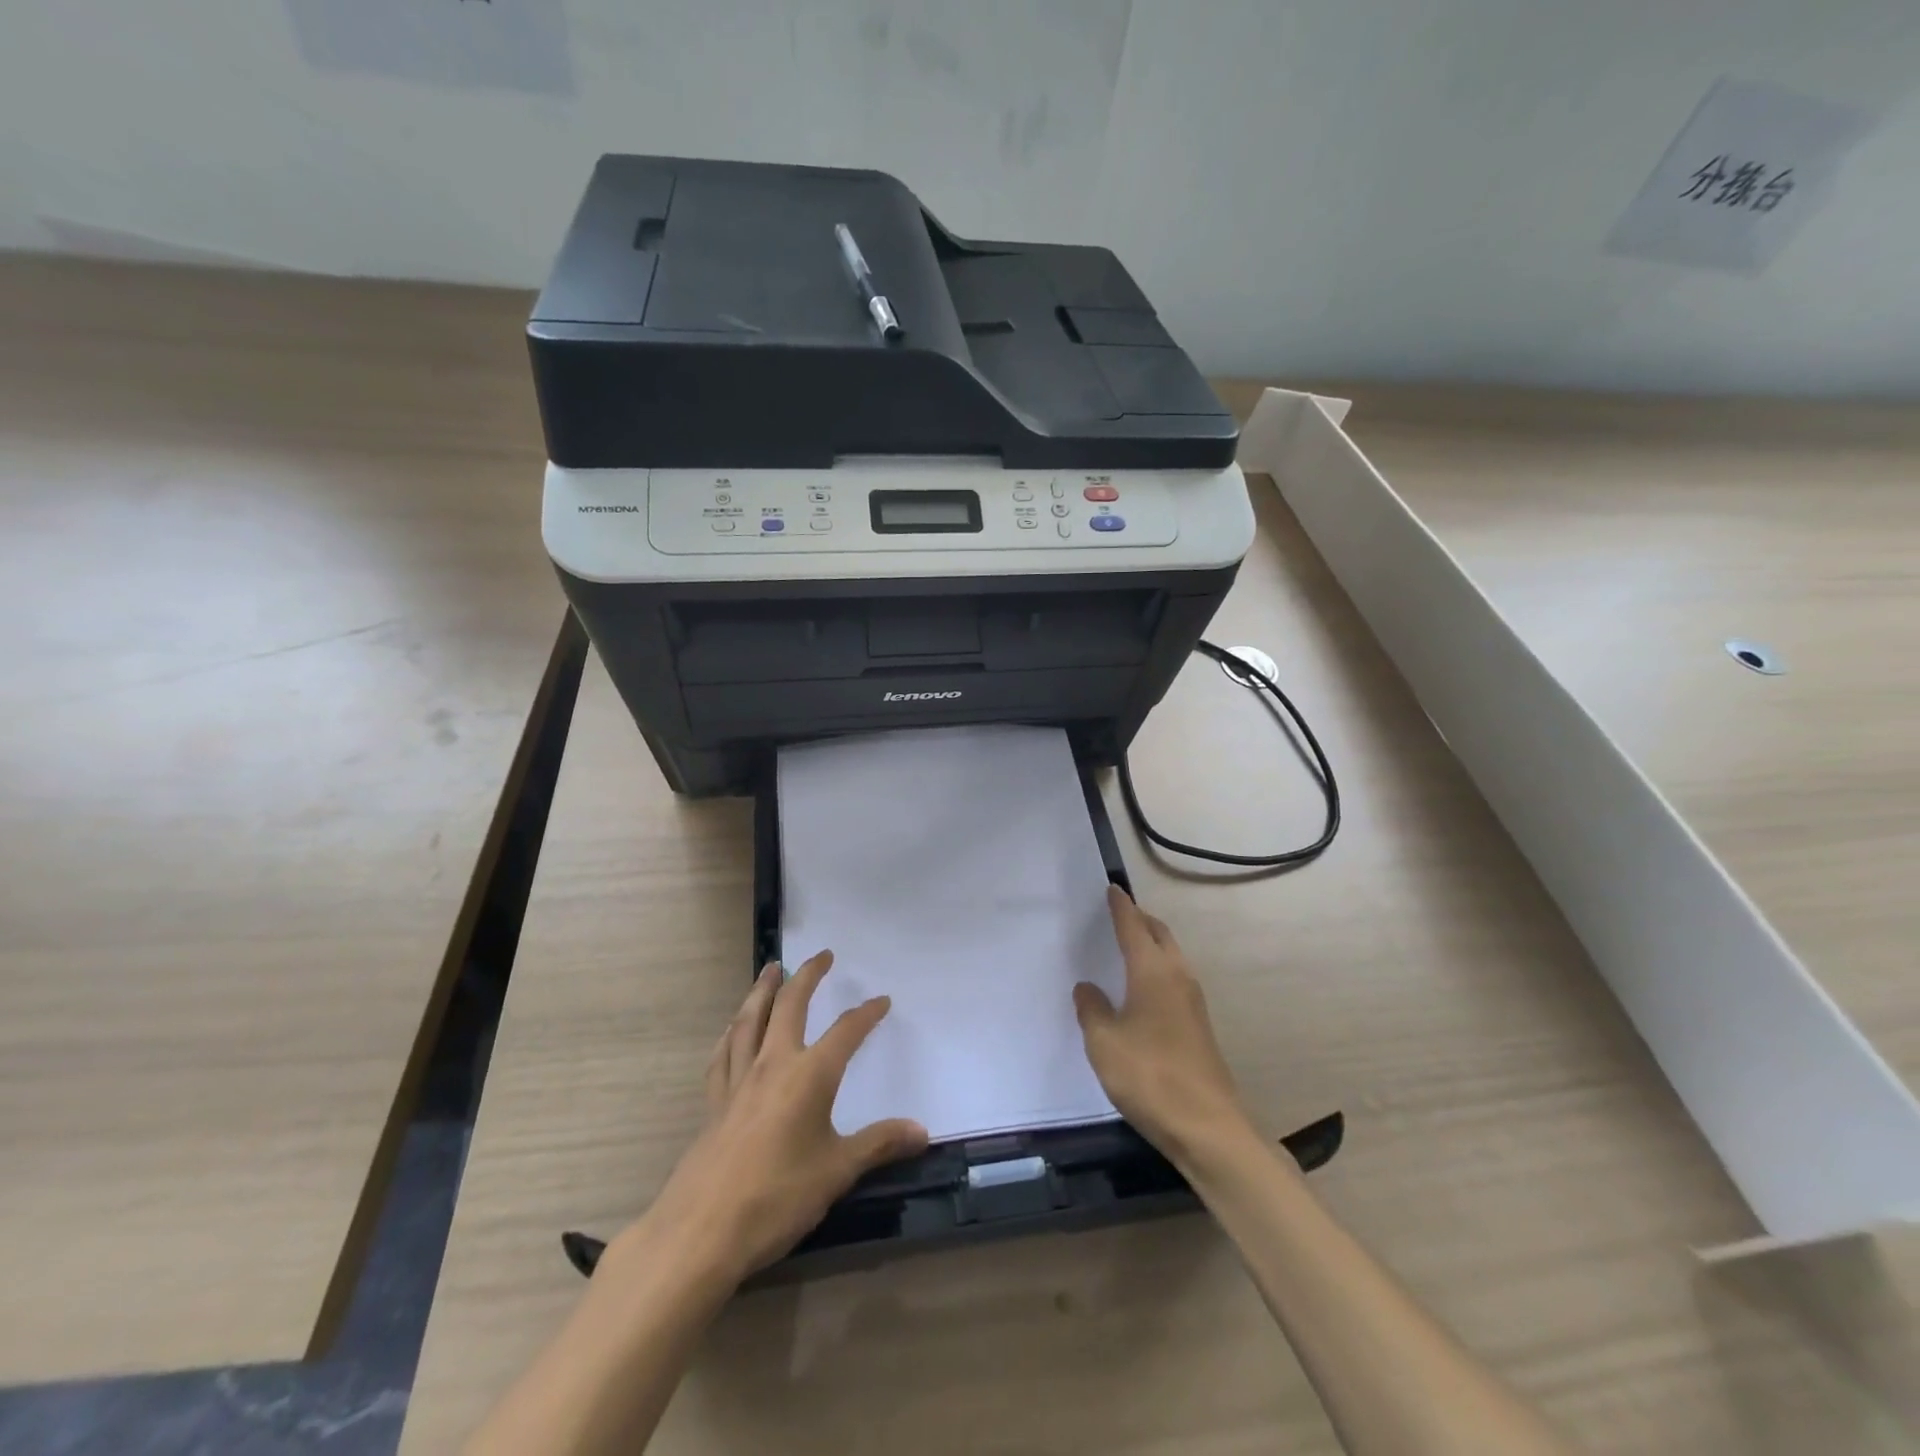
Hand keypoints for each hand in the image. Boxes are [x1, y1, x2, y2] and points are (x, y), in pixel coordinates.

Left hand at [620, 952, 927, 1284]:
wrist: (701, 1232)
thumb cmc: (777, 1198)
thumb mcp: (837, 1173)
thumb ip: (878, 1145)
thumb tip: (921, 1131)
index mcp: (809, 1075)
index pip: (845, 1032)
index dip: (866, 1014)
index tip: (882, 1001)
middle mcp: (772, 1065)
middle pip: (790, 1006)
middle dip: (808, 976)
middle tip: (822, 955)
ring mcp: (738, 1081)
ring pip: (750, 1019)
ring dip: (763, 990)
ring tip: (771, 969)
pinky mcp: (714, 1103)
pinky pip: (723, 1053)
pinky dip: (732, 1032)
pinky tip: (732, 1028)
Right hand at [1073, 886, 1256, 1164]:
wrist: (1207, 1127)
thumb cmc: (1149, 1076)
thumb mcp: (1104, 1043)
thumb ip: (1092, 1010)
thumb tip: (1088, 987)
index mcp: (1152, 972)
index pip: (1133, 927)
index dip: (1120, 907)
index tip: (1112, 889)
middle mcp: (1177, 977)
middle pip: (1160, 935)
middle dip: (1140, 919)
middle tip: (1118, 913)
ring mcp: (1193, 1002)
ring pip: (1171, 956)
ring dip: (1151, 944)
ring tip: (1127, 945)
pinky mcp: (1198, 1025)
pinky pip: (1174, 979)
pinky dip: (1157, 968)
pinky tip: (1141, 988)